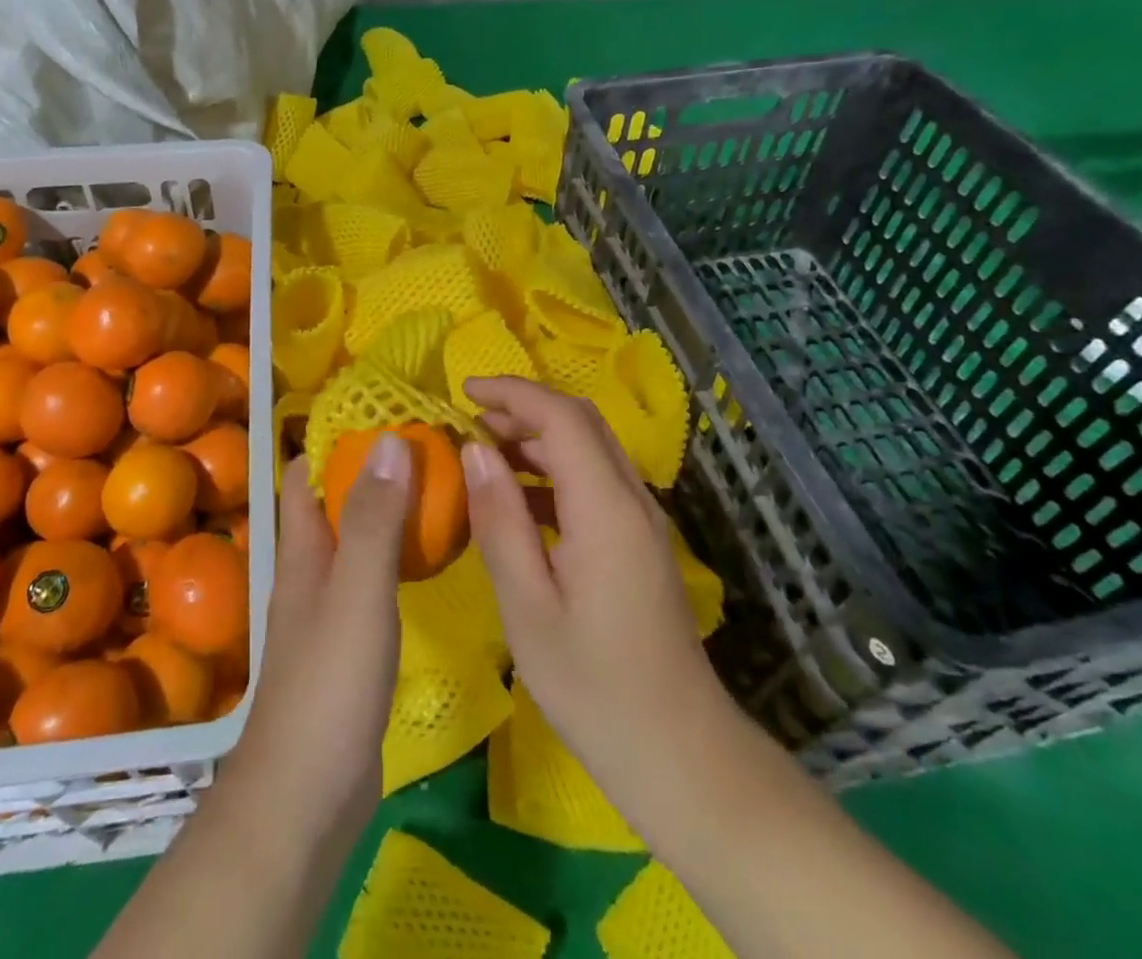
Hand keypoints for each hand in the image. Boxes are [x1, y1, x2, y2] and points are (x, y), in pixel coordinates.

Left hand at [223, 435, 412, 841]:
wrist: (305, 797)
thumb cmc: (328, 684)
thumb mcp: (356, 591)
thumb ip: (372, 519)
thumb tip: (388, 438)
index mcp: (302, 550)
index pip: (307, 474)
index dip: (338, 439)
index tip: (387, 414)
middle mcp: (310, 570)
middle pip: (335, 503)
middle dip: (373, 470)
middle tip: (430, 448)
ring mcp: (329, 609)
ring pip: (356, 540)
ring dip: (387, 511)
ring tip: (439, 490)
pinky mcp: (349, 644)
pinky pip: (372, 579)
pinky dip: (396, 557)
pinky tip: (430, 560)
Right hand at [460, 377, 737, 823]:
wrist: (678, 750)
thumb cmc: (592, 683)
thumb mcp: (526, 605)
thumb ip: (499, 519)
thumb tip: (474, 450)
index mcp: (605, 508)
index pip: (560, 417)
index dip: (511, 393)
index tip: (462, 390)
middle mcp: (632, 498)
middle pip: (581, 422)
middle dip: (523, 407)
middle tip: (468, 421)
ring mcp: (642, 520)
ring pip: (589, 448)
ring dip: (537, 437)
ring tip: (483, 451)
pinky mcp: (639, 541)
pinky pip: (595, 481)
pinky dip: (553, 471)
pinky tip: (517, 499)